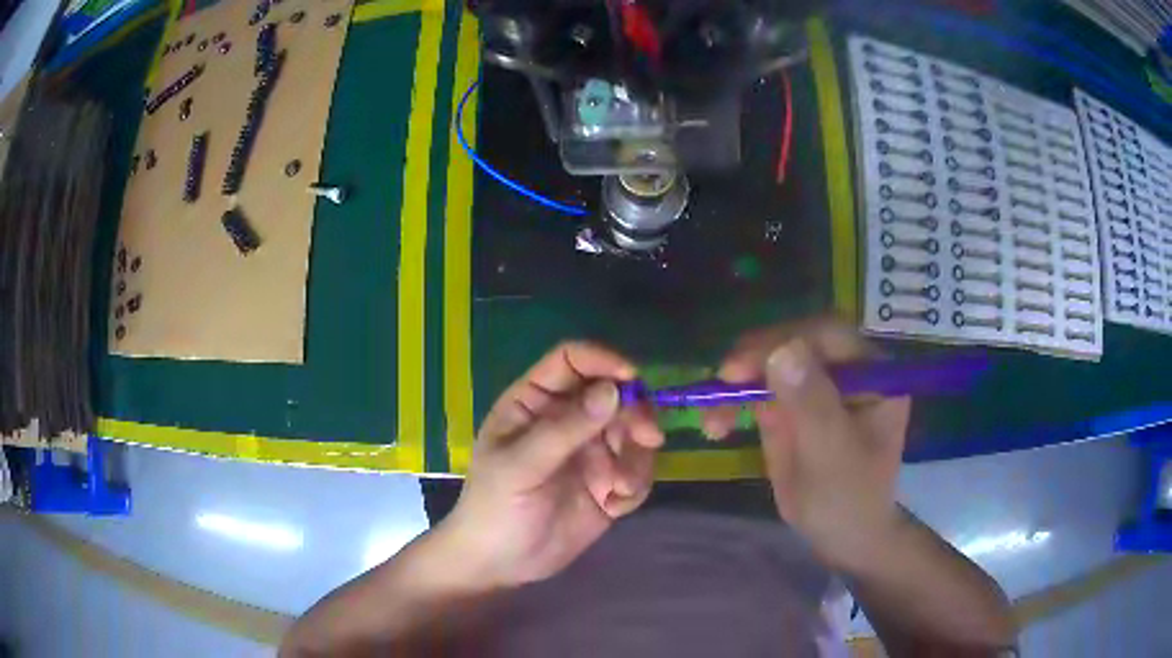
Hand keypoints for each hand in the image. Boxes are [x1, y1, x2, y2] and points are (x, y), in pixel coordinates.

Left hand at [433, 341, 663, 589]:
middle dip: (635, 411)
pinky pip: (637, 470)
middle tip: (648, 436)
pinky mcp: (608, 483)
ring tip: (621, 487)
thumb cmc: (495, 506)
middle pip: (614, 393)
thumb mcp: (521, 465)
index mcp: (536, 402)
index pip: (572, 360)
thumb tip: (613, 390)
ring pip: (633, 431)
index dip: (602, 359)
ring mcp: (591, 452)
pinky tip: (616, 504)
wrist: (501, 563)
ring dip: (638, 455)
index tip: (632, 377)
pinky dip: (636, 483)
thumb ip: (566, 428)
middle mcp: (567, 420)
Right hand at [703, 318, 910, 569]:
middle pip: (797, 341)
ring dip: (738, 382)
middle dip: (756, 358)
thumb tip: (781, 350)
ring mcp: (817, 384)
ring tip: (713, 418)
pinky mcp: (792, 403)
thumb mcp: (833, 455)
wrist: (841, 535)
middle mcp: (845, 368)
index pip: (828, 335)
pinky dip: (733, 402)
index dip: (786, 340)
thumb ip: (812, 404)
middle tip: (722, 380)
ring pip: (771, 362)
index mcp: (872, 372)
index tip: (744, 365)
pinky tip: (716, 425)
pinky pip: (758, 389)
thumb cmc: (850, 499)